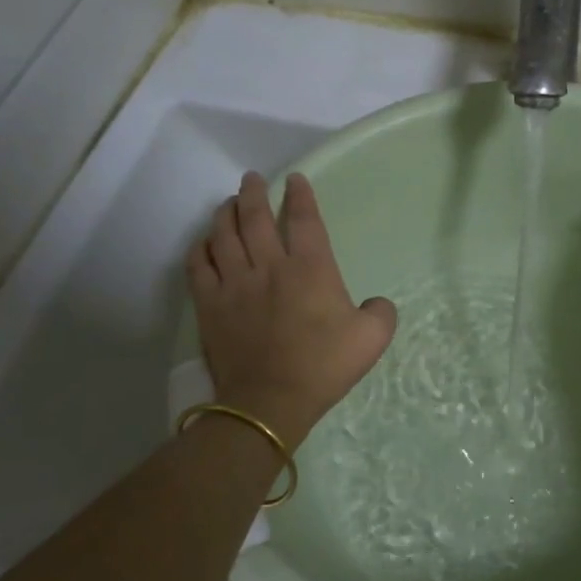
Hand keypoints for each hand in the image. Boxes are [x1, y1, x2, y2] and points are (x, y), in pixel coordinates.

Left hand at [185, 172, 396, 448]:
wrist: (270, 401)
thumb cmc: (323, 366)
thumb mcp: (372, 339)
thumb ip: (381, 312)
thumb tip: (376, 302)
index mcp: (310, 268)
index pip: (304, 219)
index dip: (300, 195)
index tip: (295, 180)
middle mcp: (269, 266)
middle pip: (255, 217)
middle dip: (254, 193)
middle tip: (252, 179)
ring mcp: (234, 283)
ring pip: (223, 235)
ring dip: (225, 213)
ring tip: (229, 203)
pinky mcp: (210, 305)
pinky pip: (198, 265)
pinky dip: (200, 248)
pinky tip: (204, 242)